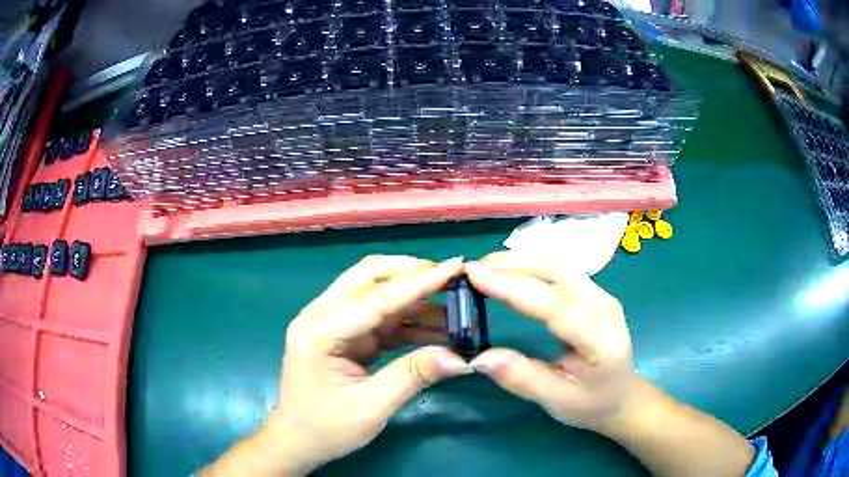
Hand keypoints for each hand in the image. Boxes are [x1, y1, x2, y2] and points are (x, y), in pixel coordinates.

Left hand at [252, 255, 471, 475]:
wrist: (297, 441)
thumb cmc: (326, 428)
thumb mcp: (371, 407)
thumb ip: (413, 376)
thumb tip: (460, 356)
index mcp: (319, 331)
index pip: (374, 298)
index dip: (418, 283)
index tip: (455, 266)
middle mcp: (321, 316)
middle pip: (369, 277)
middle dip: (413, 274)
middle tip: (453, 279)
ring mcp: (331, 322)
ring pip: (377, 293)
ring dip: (415, 298)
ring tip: (455, 310)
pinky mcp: (344, 334)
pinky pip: (380, 316)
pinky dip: (409, 319)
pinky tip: (437, 328)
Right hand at [465, 251, 634, 431]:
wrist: (621, 395)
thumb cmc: (590, 403)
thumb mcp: (556, 401)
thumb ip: (522, 379)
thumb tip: (479, 358)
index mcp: (601, 340)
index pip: (558, 304)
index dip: (516, 287)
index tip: (476, 276)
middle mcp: (605, 307)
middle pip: (559, 271)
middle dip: (512, 264)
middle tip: (471, 271)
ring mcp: (601, 294)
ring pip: (559, 262)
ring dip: (519, 259)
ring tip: (484, 268)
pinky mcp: (593, 289)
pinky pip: (560, 266)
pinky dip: (530, 262)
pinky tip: (509, 269)